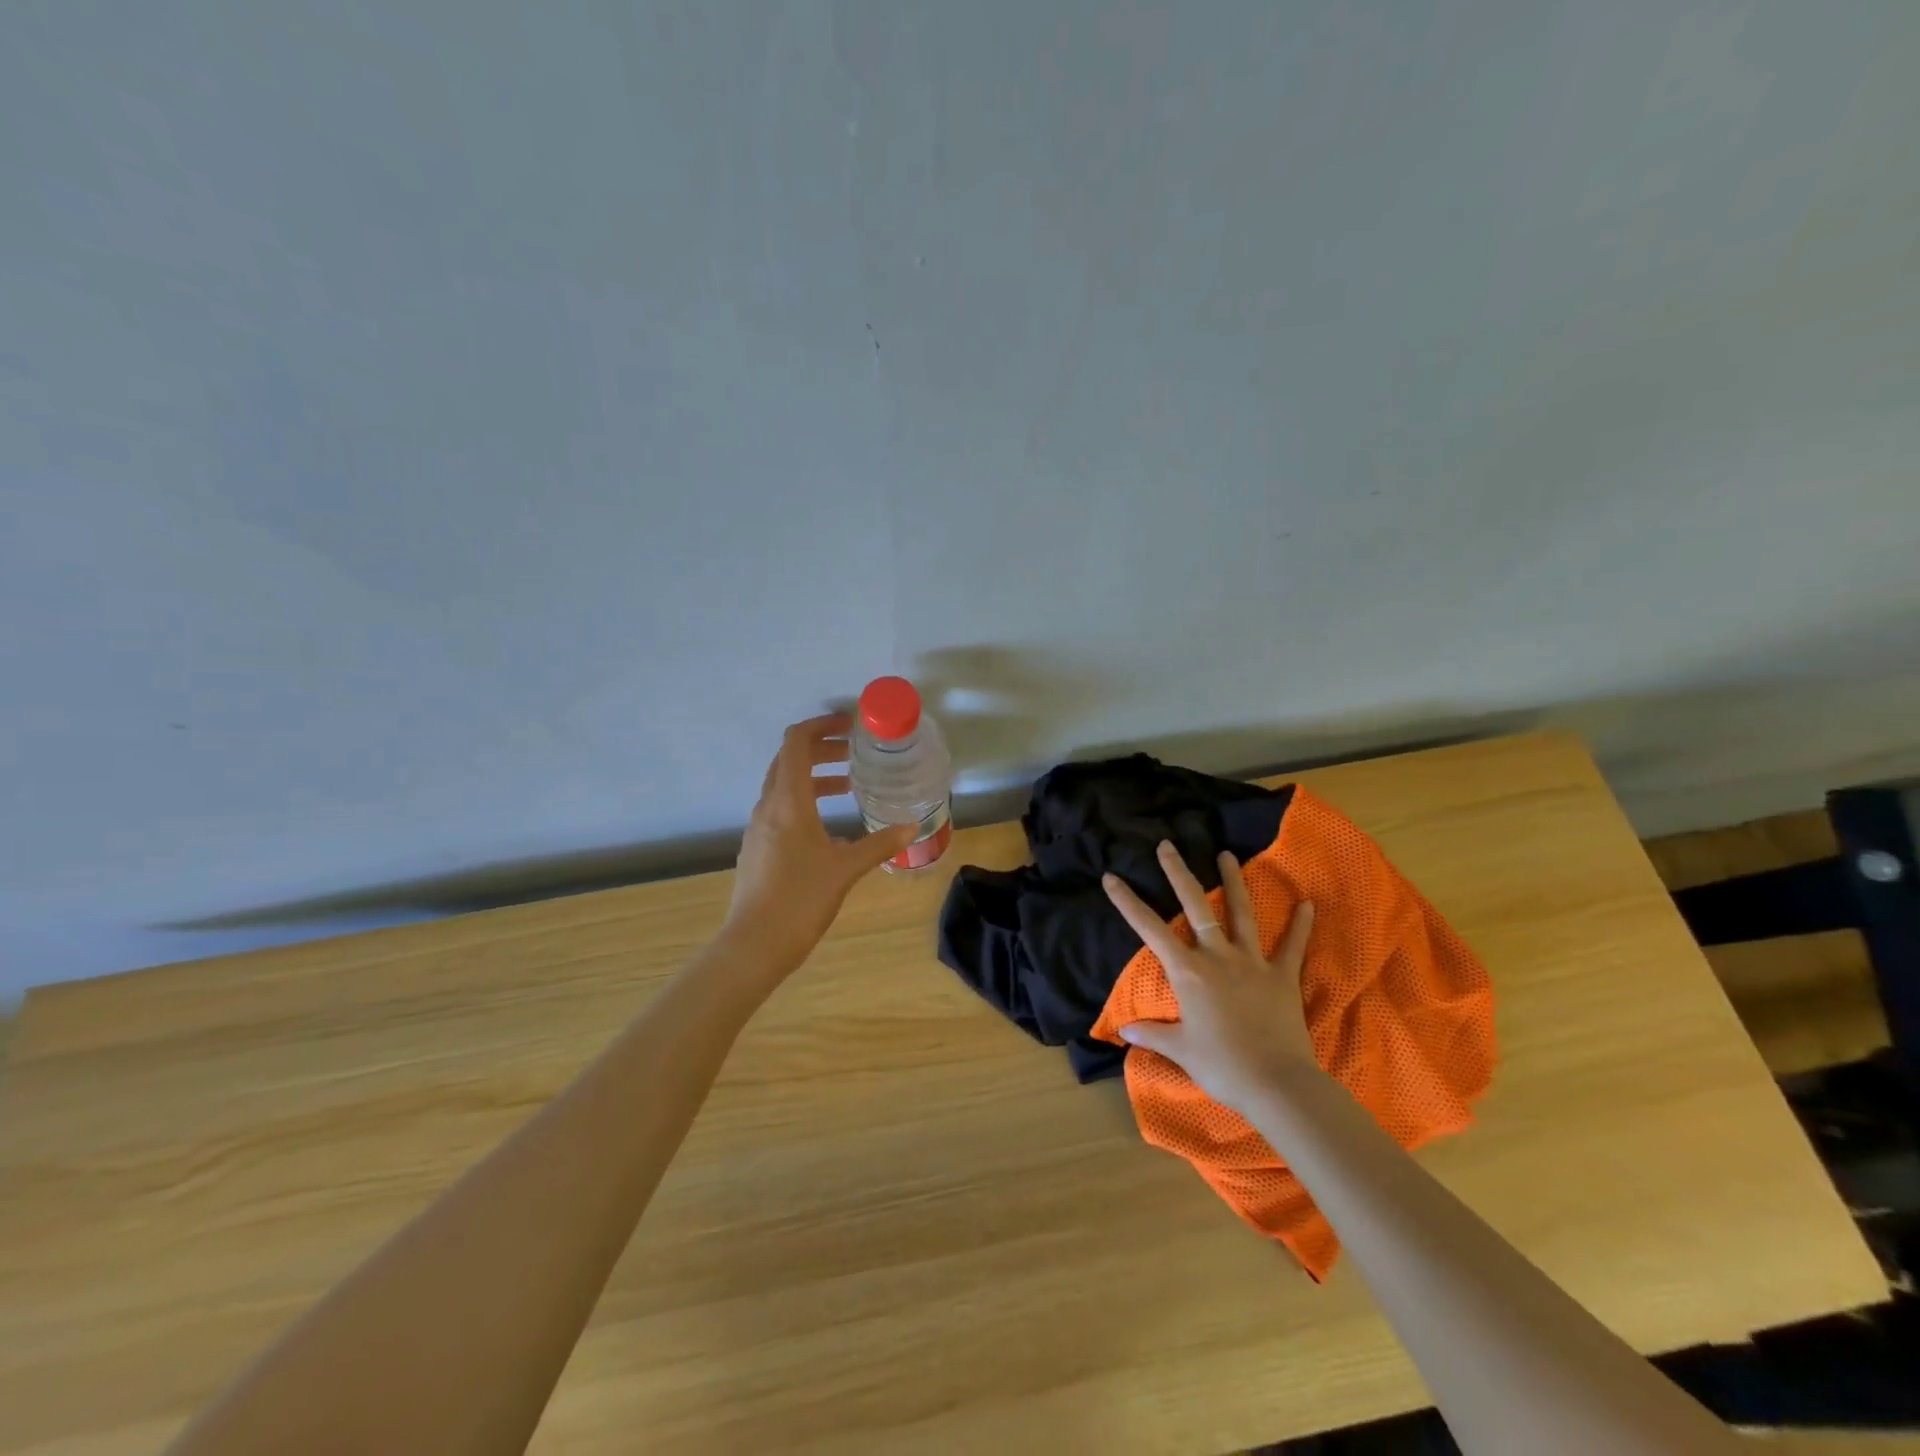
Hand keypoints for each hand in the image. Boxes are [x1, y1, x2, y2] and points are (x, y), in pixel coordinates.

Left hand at [722, 714, 915, 975]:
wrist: (754, 944)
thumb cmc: (801, 899)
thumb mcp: (846, 869)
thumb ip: (879, 844)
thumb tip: (912, 827)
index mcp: (788, 801)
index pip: (796, 742)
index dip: (821, 725)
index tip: (850, 726)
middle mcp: (768, 806)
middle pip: (789, 759)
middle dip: (822, 749)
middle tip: (855, 753)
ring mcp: (759, 827)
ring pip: (784, 785)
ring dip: (814, 777)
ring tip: (849, 786)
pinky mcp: (757, 847)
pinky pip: (780, 809)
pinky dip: (805, 801)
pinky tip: (829, 827)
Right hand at [1102, 840, 1318, 1114]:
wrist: (1277, 1084)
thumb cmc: (1222, 1066)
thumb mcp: (1181, 1050)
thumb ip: (1152, 1034)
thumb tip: (1123, 1030)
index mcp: (1188, 972)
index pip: (1150, 929)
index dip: (1128, 902)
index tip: (1111, 876)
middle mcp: (1217, 957)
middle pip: (1195, 905)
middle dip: (1178, 873)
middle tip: (1167, 845)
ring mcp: (1252, 962)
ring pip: (1241, 913)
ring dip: (1233, 882)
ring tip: (1227, 855)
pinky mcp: (1282, 976)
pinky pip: (1292, 946)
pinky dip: (1300, 925)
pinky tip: (1307, 904)